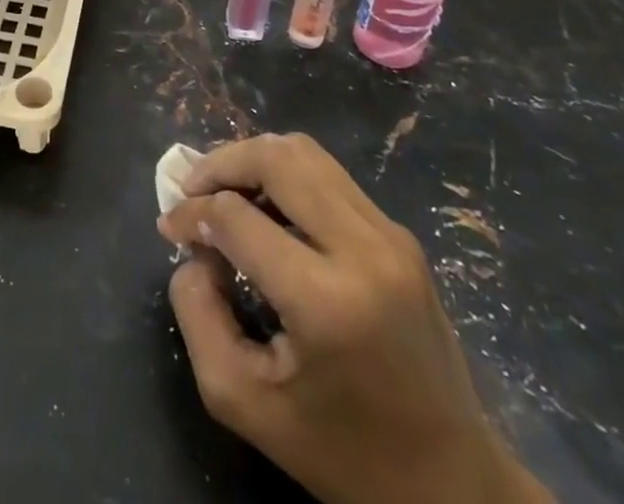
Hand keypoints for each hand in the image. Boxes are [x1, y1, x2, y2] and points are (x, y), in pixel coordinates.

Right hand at [158, 134, 549, 503]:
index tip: (170, 227)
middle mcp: (365, 251)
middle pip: (276, 158)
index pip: (236, 217)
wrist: (453, 486)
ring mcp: (391, 236)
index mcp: (326, 301)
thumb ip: (198, 315)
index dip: (190, 212)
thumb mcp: (243, 402)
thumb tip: (195, 251)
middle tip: (192, 188)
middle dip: (221, 162)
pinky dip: (285, 176)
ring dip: (254, 160)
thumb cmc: (342, 453)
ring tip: (226, 191)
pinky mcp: (401, 236)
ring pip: (305, 153)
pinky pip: (329, 177)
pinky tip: (267, 209)